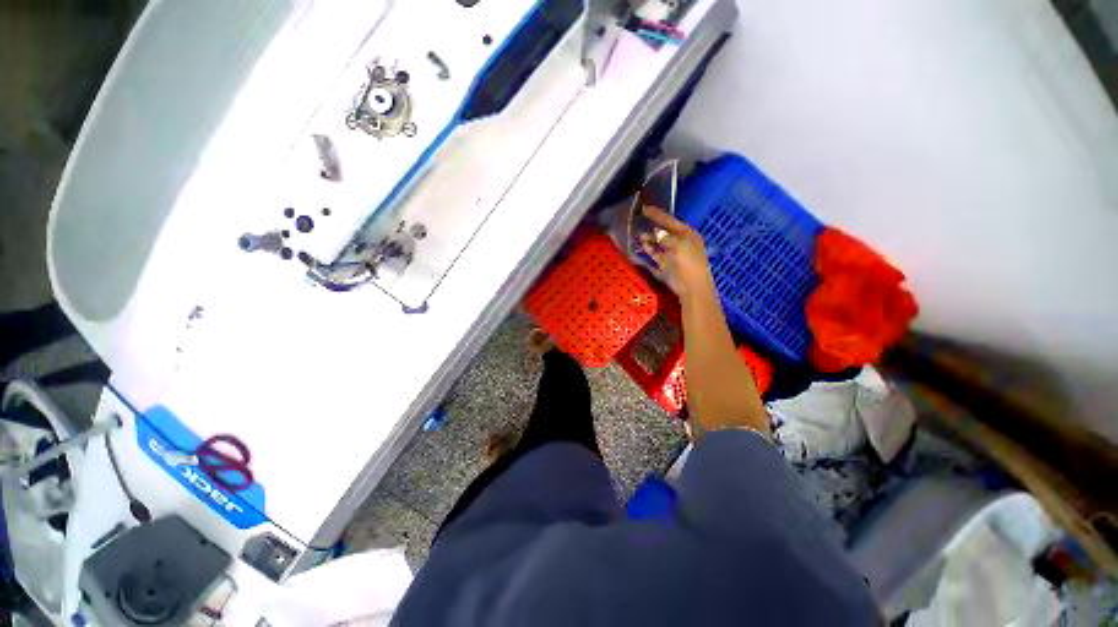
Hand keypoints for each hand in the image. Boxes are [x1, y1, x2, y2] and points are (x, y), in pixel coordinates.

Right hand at [639, 206, 714, 298]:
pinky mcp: (666, 265)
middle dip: (652, 227)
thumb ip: (666, 237)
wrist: (692, 288)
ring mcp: (673, 254)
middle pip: (664, 232)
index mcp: (687, 235)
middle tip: (639, 220)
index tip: (644, 208)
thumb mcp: (678, 246)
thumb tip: (657, 232)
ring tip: (637, 234)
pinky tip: (642, 245)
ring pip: (659, 243)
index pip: (670, 221)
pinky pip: (656, 254)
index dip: (657, 215)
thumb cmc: (688, 264)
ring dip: (649, 239)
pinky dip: (649, 250)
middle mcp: (680, 242)